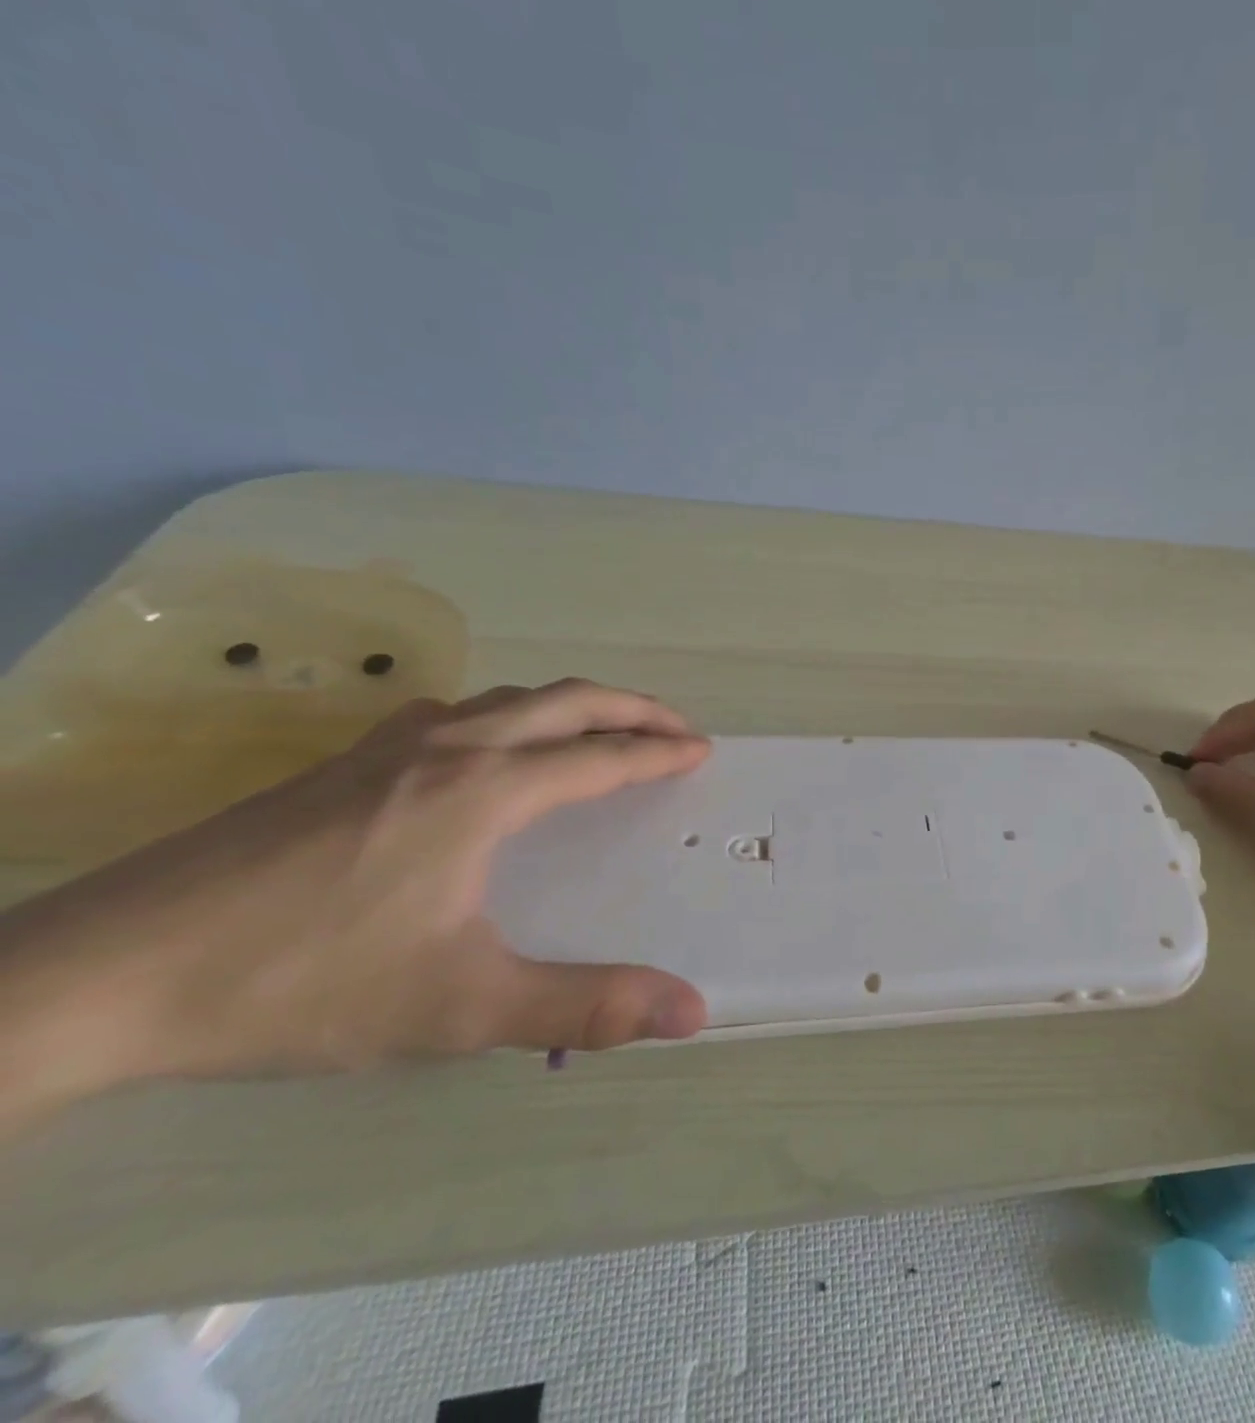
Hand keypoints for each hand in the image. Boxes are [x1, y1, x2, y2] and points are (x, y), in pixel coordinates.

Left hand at [0, 680, 711, 1126]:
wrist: (100, 977)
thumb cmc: (302, 983)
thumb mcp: (461, 1007)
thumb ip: (584, 1006)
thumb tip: (691, 1010)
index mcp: (484, 791)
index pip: (600, 757)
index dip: (658, 753)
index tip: (701, 750)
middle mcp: (447, 749)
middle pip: (563, 701)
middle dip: (631, 707)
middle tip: (675, 725)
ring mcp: (386, 748)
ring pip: (505, 698)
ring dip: (569, 705)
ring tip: (599, 730)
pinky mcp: (340, 764)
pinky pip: (453, 713)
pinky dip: (505, 713)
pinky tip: (486, 747)